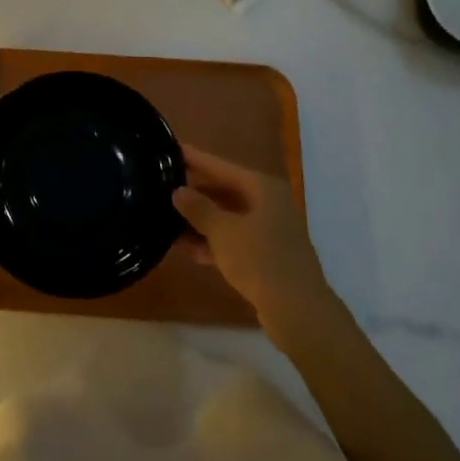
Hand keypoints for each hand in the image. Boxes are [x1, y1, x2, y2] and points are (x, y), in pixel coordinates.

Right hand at [174, 144, 332, 330]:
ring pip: (227, 217)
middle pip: (224, 190)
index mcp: (262, 188)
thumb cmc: (260, 260)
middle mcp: (268, 204)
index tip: (170, 148)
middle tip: (161, 185)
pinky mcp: (266, 256)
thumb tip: (178, 190)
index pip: (221, 166)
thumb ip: (198, 208)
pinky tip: (185, 248)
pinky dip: (212, 242)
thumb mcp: (223, 232)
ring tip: (165, 216)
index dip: (195, 158)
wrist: (298, 312)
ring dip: (199, 220)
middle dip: (194, 192)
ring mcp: (269, 231)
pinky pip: (232, 240)